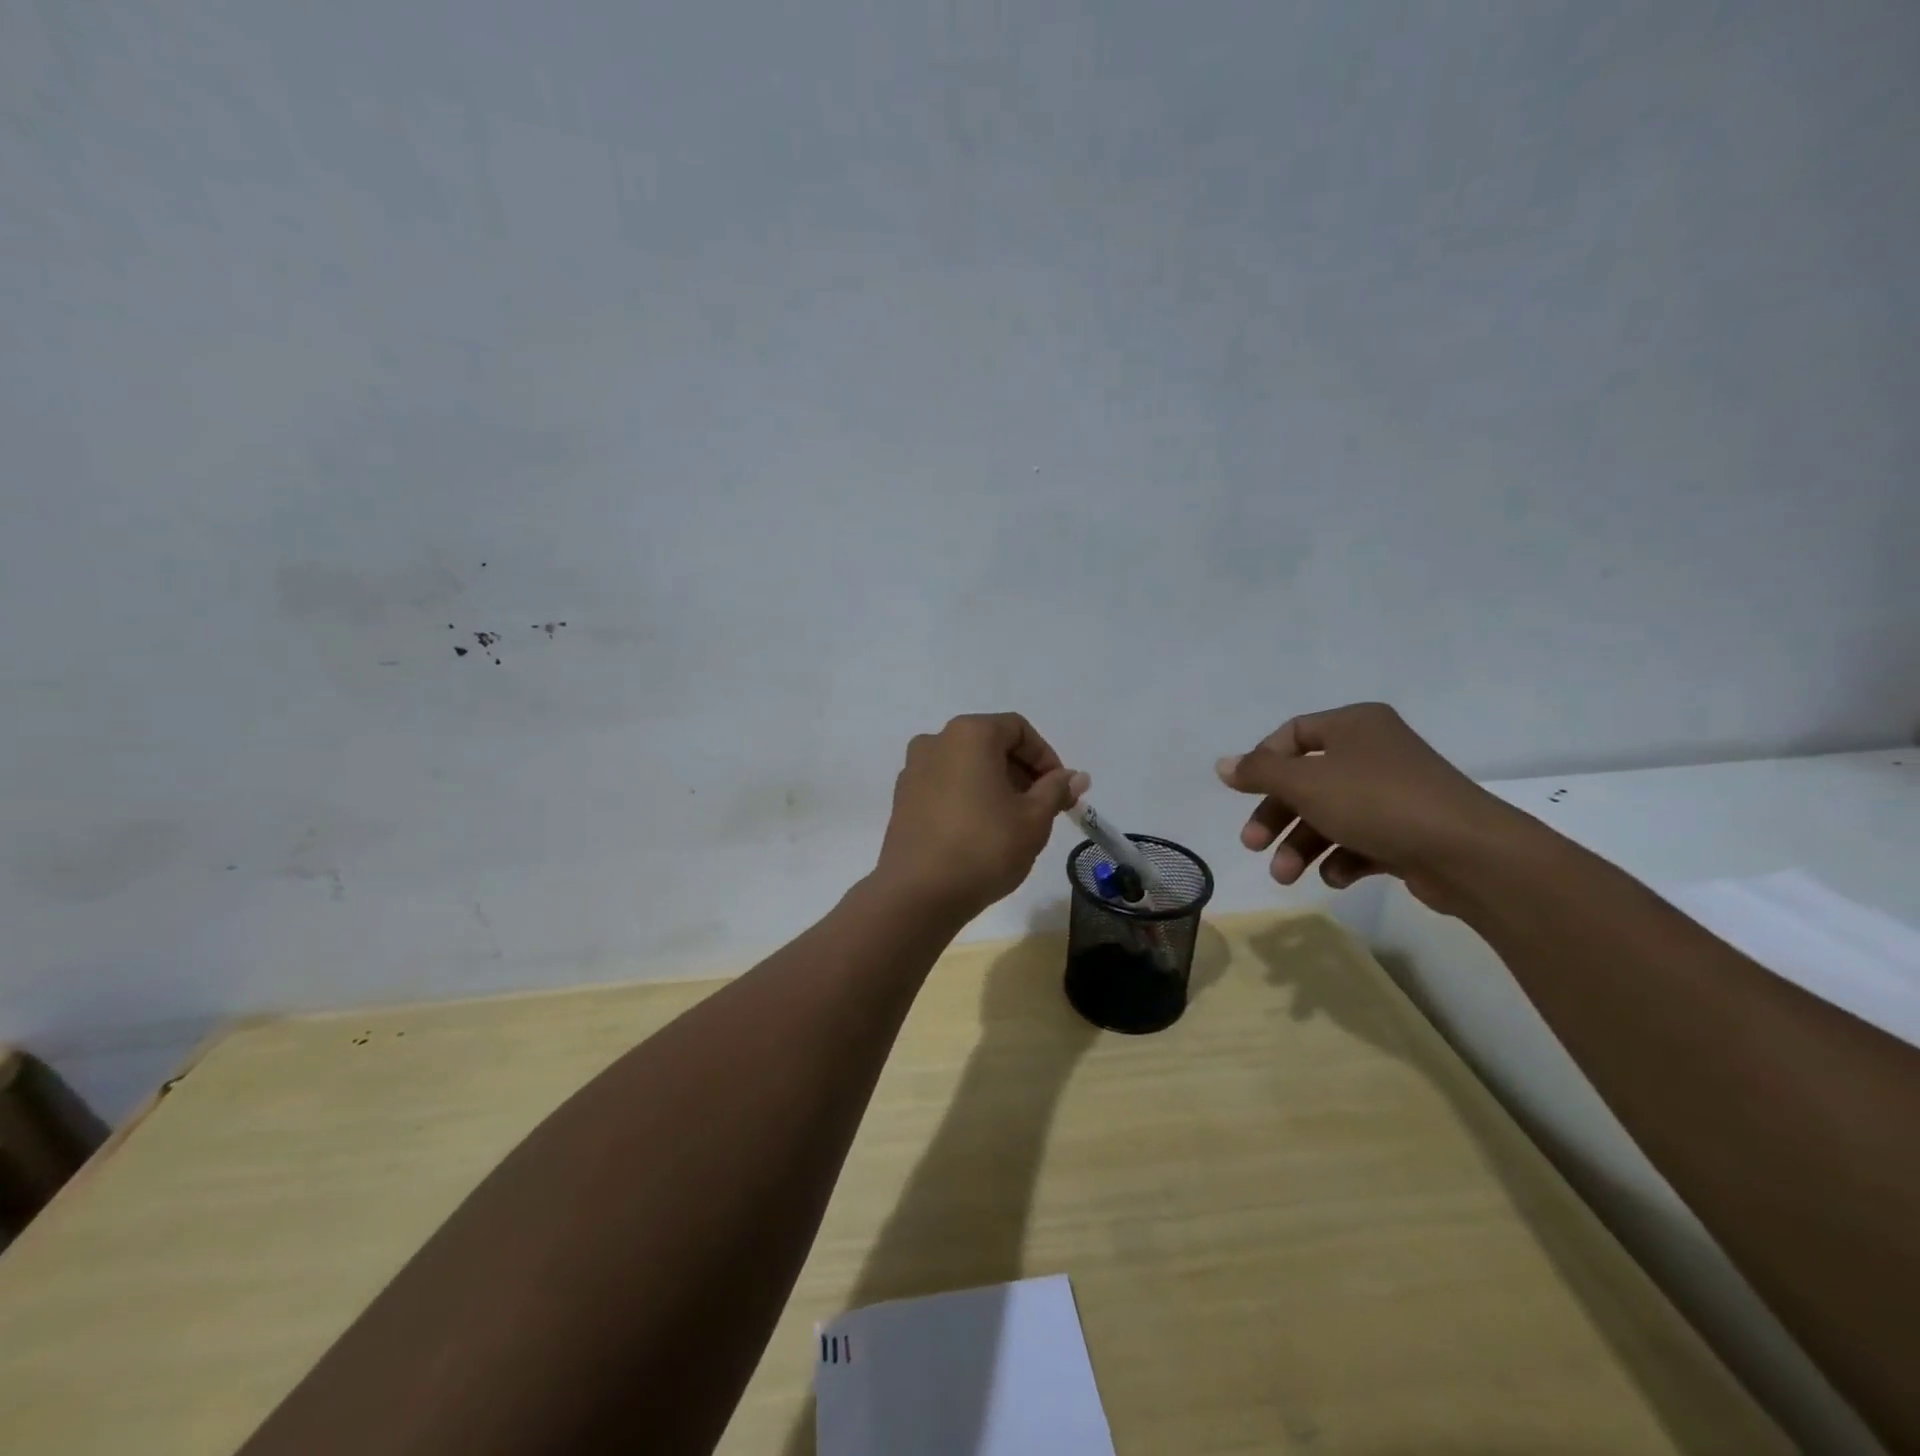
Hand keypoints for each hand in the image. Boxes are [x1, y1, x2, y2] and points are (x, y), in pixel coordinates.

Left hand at [876, 713, 1083, 920]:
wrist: (917, 894)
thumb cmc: (984, 847)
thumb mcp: (1034, 818)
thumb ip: (1056, 790)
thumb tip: (1076, 776)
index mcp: (969, 734)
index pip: (1018, 729)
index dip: (1046, 758)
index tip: (1061, 791)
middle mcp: (935, 742)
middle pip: (990, 745)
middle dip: (1022, 773)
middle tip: (1044, 809)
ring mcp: (913, 770)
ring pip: (967, 766)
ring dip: (996, 786)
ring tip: (1014, 824)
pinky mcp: (903, 799)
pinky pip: (945, 786)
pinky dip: (969, 798)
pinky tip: (982, 832)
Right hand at [1215, 702, 1527, 914]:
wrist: (1468, 853)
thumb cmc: (1376, 802)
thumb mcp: (1306, 782)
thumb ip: (1260, 772)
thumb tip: (1223, 764)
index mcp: (1354, 725)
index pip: (1293, 733)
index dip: (1262, 762)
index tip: (1243, 792)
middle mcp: (1375, 752)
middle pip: (1307, 780)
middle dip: (1278, 816)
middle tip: (1253, 845)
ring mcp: (1394, 793)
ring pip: (1331, 814)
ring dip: (1302, 845)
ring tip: (1286, 876)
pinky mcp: (1409, 830)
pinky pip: (1361, 839)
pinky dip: (1341, 858)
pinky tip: (1335, 877)